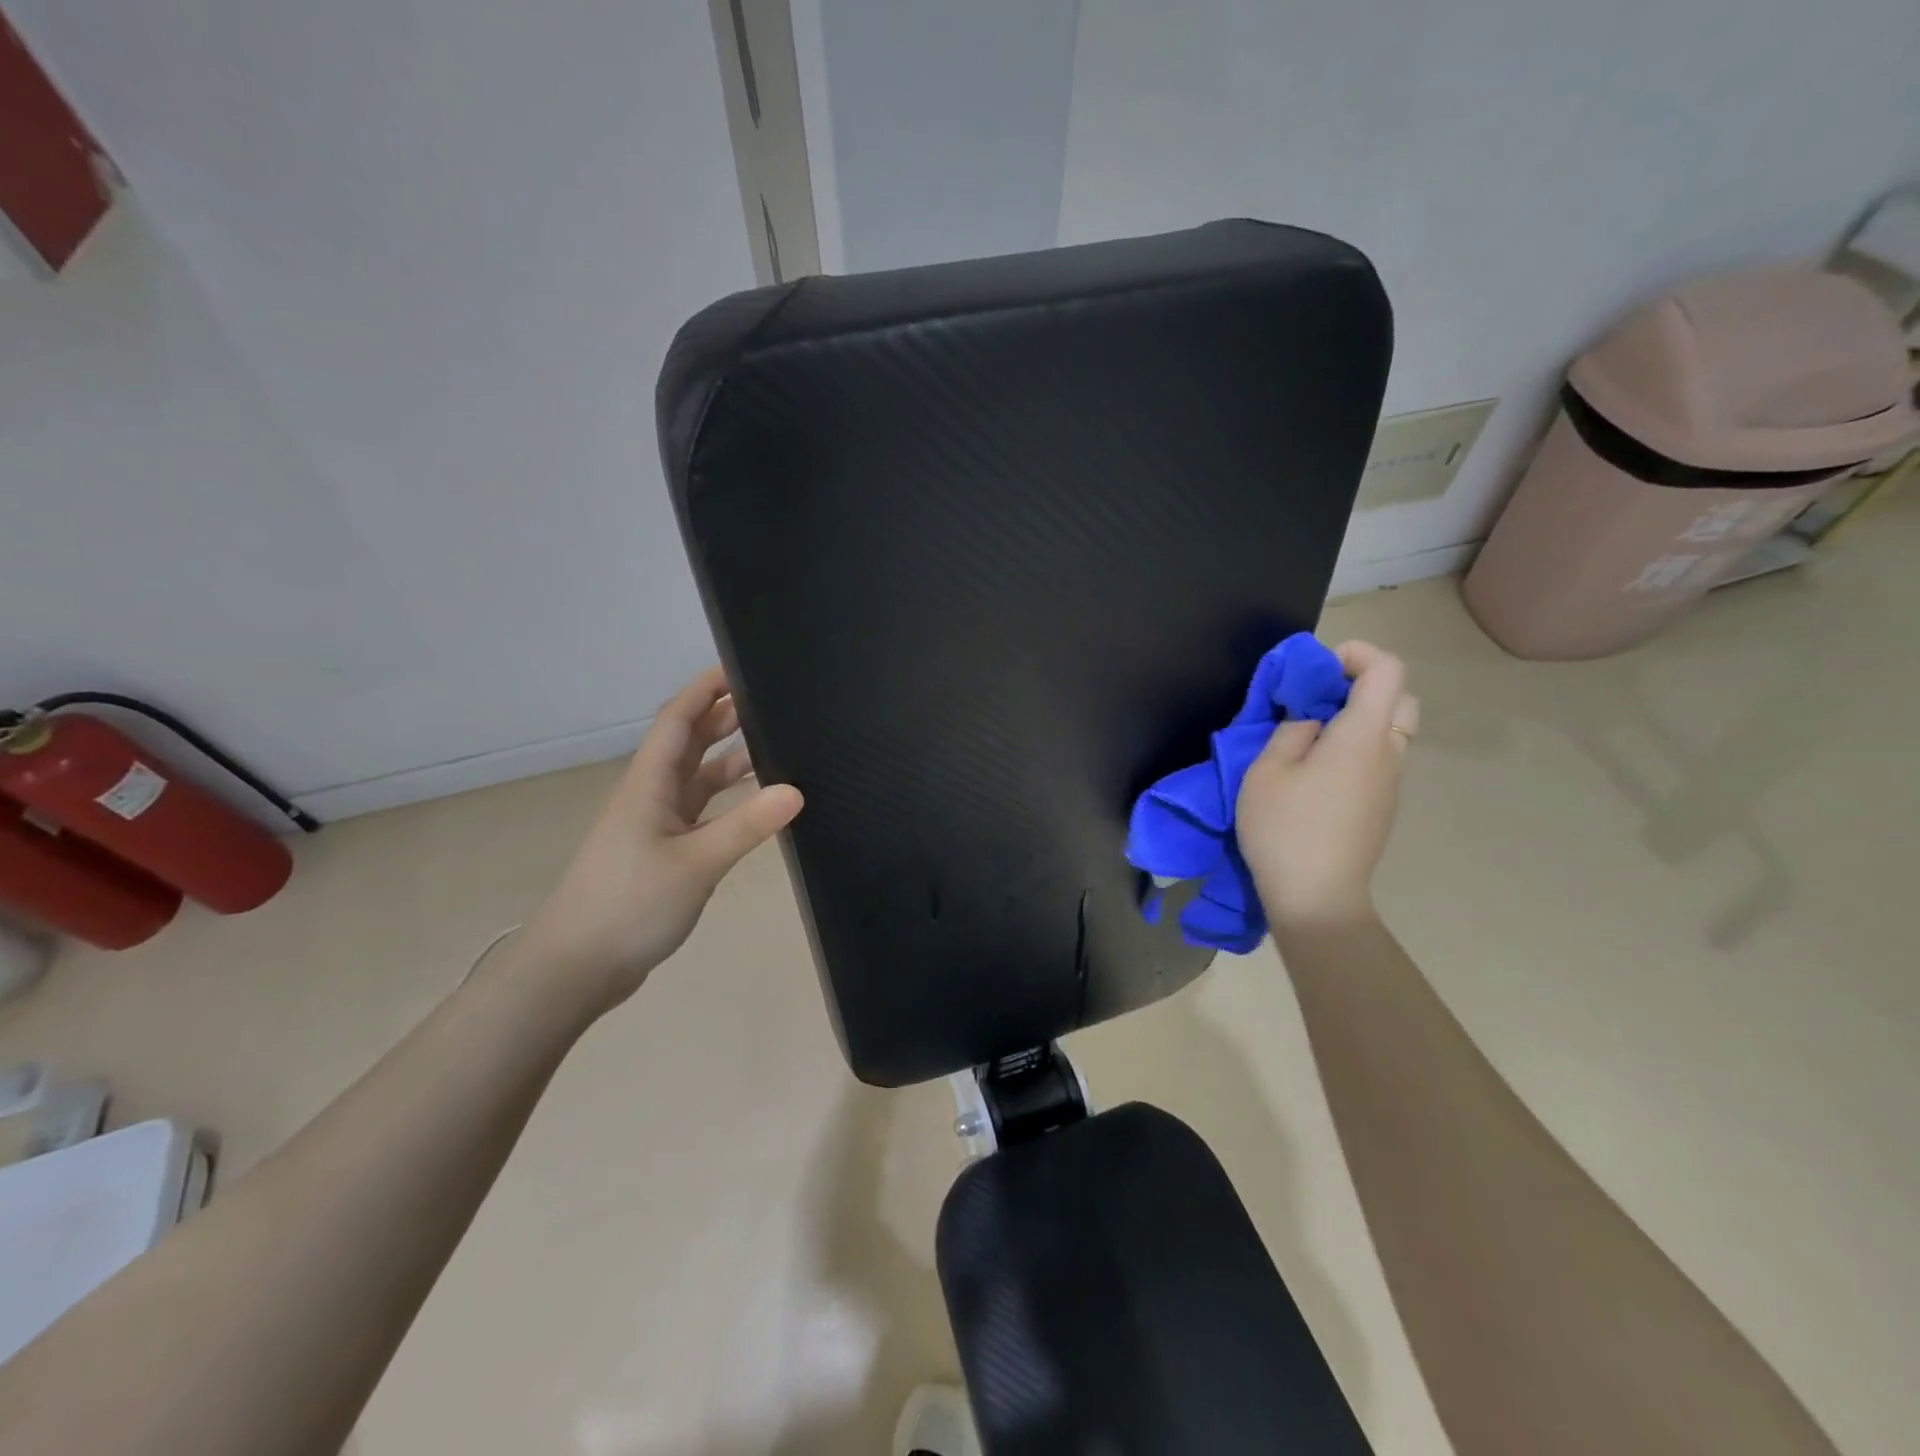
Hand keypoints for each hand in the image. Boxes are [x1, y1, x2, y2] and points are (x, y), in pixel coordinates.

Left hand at [514, 668, 802, 1018]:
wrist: (576, 968)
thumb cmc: (628, 904)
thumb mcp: (695, 863)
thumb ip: (746, 826)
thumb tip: (796, 790)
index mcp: (649, 784)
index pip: (677, 720)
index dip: (705, 690)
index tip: (741, 668)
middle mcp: (651, 796)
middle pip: (689, 744)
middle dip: (723, 718)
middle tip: (771, 703)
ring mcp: (657, 827)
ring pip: (698, 780)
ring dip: (729, 760)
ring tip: (775, 746)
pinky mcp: (664, 854)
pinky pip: (702, 813)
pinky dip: (729, 802)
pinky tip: (757, 806)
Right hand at [1236, 641, 1418, 931]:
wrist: (1317, 897)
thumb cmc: (1285, 828)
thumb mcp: (1267, 771)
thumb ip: (1291, 731)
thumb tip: (1311, 720)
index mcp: (1363, 736)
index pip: (1386, 670)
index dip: (1355, 654)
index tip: (1314, 670)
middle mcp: (1389, 753)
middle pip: (1400, 698)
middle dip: (1361, 685)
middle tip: (1317, 700)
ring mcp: (1391, 783)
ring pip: (1393, 730)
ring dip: (1360, 718)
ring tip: (1313, 737)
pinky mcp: (1383, 806)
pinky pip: (1382, 759)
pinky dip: (1358, 747)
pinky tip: (1319, 773)